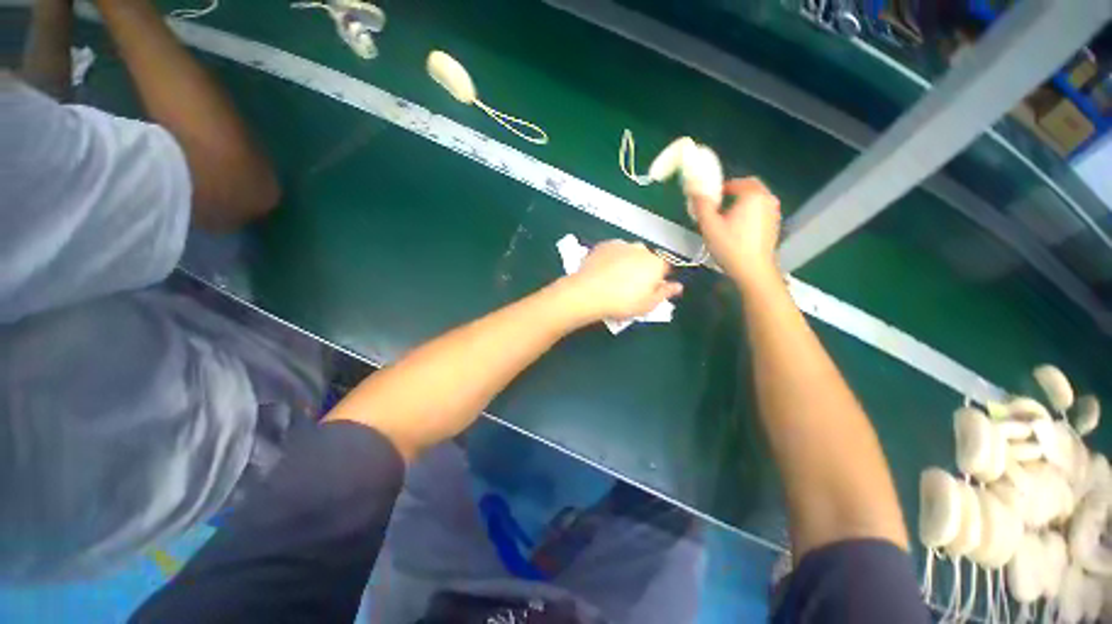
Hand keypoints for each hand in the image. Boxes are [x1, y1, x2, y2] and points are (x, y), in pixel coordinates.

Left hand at [560, 240, 681, 322]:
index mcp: (656, 263)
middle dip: (641, 269)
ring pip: (629, 253)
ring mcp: (621, 245)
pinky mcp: (603, 245)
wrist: (589, 292)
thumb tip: (678, 286)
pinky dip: (610, 259)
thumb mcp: (648, 305)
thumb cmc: (622, 302)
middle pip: (646, 259)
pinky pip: (612, 252)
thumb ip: (665, 293)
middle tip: (628, 287)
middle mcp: (641, 249)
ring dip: (626, 263)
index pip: (664, 269)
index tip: (647, 290)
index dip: (657, 280)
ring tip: (613, 280)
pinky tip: (603, 272)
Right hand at [692, 177, 780, 287]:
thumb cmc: (730, 247)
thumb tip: (696, 192)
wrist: (753, 270)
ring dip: (743, 203)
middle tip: (719, 204)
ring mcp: (774, 213)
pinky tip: (739, 228)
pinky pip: (761, 211)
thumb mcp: (709, 226)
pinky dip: (751, 213)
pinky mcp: (775, 225)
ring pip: (757, 200)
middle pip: (751, 187)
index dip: (722, 188)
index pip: (737, 182)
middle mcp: (767, 199)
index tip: (711, 198)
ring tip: (728, 217)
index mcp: (752, 195)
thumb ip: (702, 205)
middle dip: (735, 192)